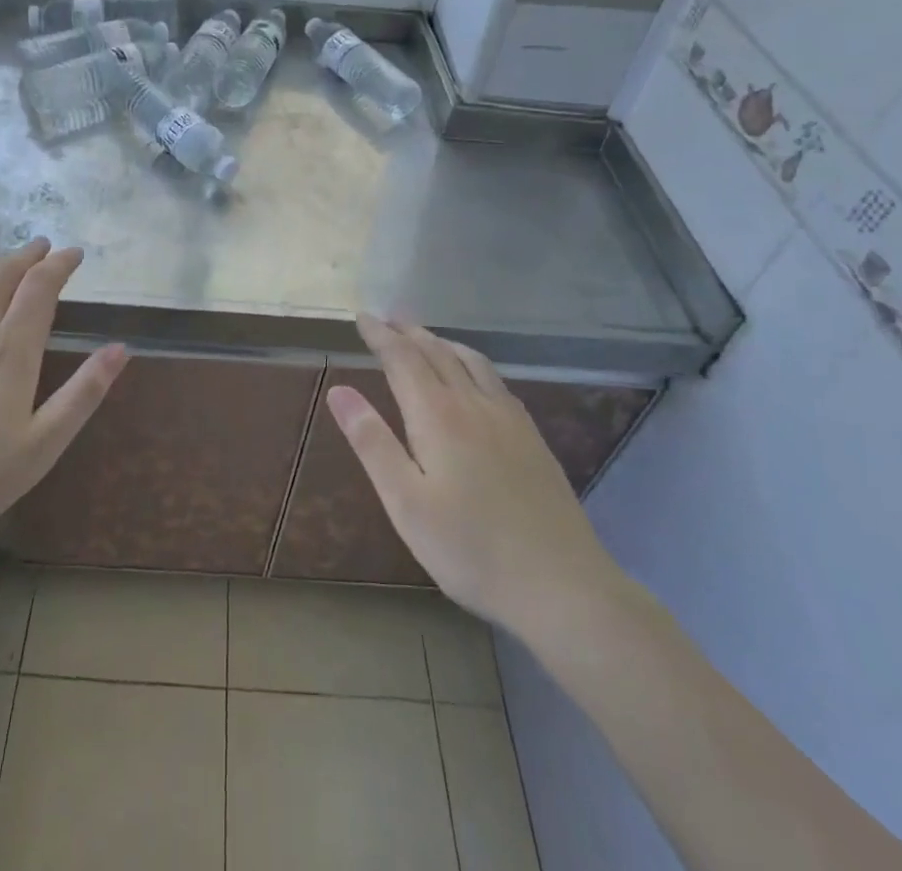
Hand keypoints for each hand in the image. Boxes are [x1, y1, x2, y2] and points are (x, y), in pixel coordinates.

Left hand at [0, 239, 126, 555]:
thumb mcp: (43, 445)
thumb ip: (84, 392)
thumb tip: (120, 348)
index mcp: (11, 350)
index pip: (41, 287)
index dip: (60, 264)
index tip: (74, 254)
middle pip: (3, 274)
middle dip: (27, 255)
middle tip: (42, 247)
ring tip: (5, 260)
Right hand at [331, 316, 627, 639]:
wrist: (561, 584)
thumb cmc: (470, 549)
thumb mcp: (405, 502)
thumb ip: (372, 442)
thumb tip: (339, 391)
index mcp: (437, 415)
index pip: (402, 359)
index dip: (380, 335)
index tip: (362, 316)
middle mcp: (473, 403)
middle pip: (436, 352)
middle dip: (408, 331)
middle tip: (388, 317)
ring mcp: (508, 418)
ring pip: (470, 360)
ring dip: (441, 341)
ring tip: (424, 335)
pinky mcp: (531, 436)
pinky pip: (495, 379)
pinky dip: (472, 360)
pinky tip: (474, 375)